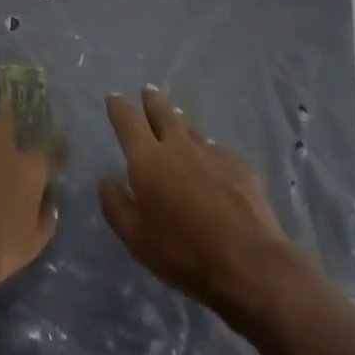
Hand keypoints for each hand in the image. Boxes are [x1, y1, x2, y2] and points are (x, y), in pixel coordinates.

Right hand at [100, 88, 308, 326]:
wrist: (249, 263)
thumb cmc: (183, 252)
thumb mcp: (135, 238)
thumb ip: (115, 205)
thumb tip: (106, 180)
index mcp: (148, 159)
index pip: (128, 121)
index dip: (119, 107)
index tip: (114, 97)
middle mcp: (178, 146)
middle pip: (162, 112)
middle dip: (152, 100)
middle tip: (148, 91)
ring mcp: (212, 152)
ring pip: (190, 127)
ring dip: (179, 119)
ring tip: (176, 116)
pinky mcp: (239, 166)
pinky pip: (216, 149)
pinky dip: (207, 149)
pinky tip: (211, 159)